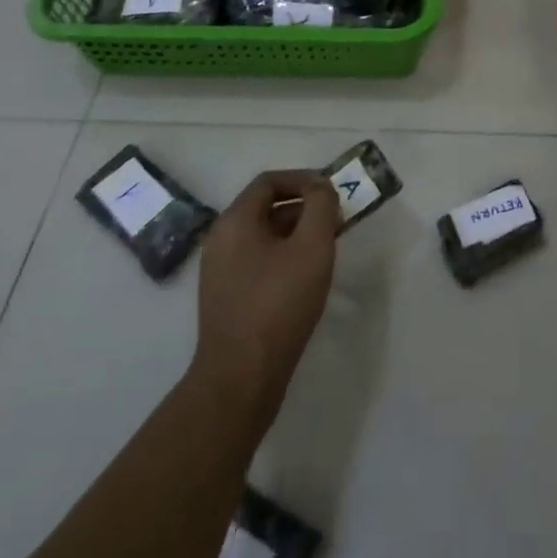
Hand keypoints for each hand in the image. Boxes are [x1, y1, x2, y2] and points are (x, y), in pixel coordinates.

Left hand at [191, 169, 340, 431]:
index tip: (332, 193)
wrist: (240, 378)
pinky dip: (284, 257)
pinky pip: (258, 261)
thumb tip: (321, 187)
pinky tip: (306, 278)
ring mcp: (220, 271)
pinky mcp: (227, 297)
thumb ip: (321, 207)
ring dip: (296, 233)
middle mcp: (221, 240)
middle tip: (336, 222)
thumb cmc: (278, 304)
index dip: (304, 179)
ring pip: (263, 236)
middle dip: (304, 208)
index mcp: (234, 221)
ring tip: (326, 250)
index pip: (269, 181)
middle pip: (266, 207)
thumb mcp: (311, 247)